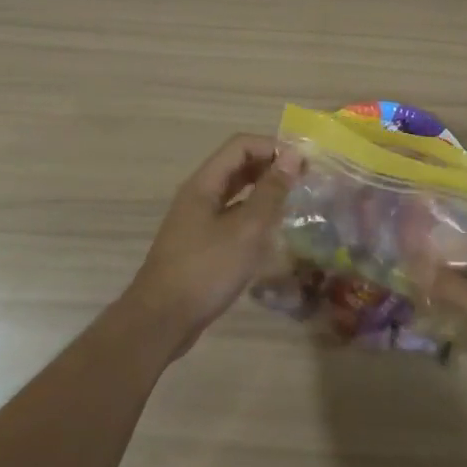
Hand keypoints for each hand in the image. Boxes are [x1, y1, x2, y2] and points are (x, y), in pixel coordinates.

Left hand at [124, 134, 300, 358]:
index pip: (241, 145)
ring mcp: (197, 220)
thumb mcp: (246, 229)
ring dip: (263, 191)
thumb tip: (294, 156)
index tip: (304, 163)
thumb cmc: (206, 270)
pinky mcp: (200, 243)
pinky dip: (253, 214)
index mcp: (204, 183)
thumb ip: (271, 192)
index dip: (273, 147)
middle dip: (271, 167)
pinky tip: (272, 231)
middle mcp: (198, 194)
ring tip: (294, 202)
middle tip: (305, 181)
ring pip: (235, 192)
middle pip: (237, 166)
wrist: (161, 321)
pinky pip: (231, 215)